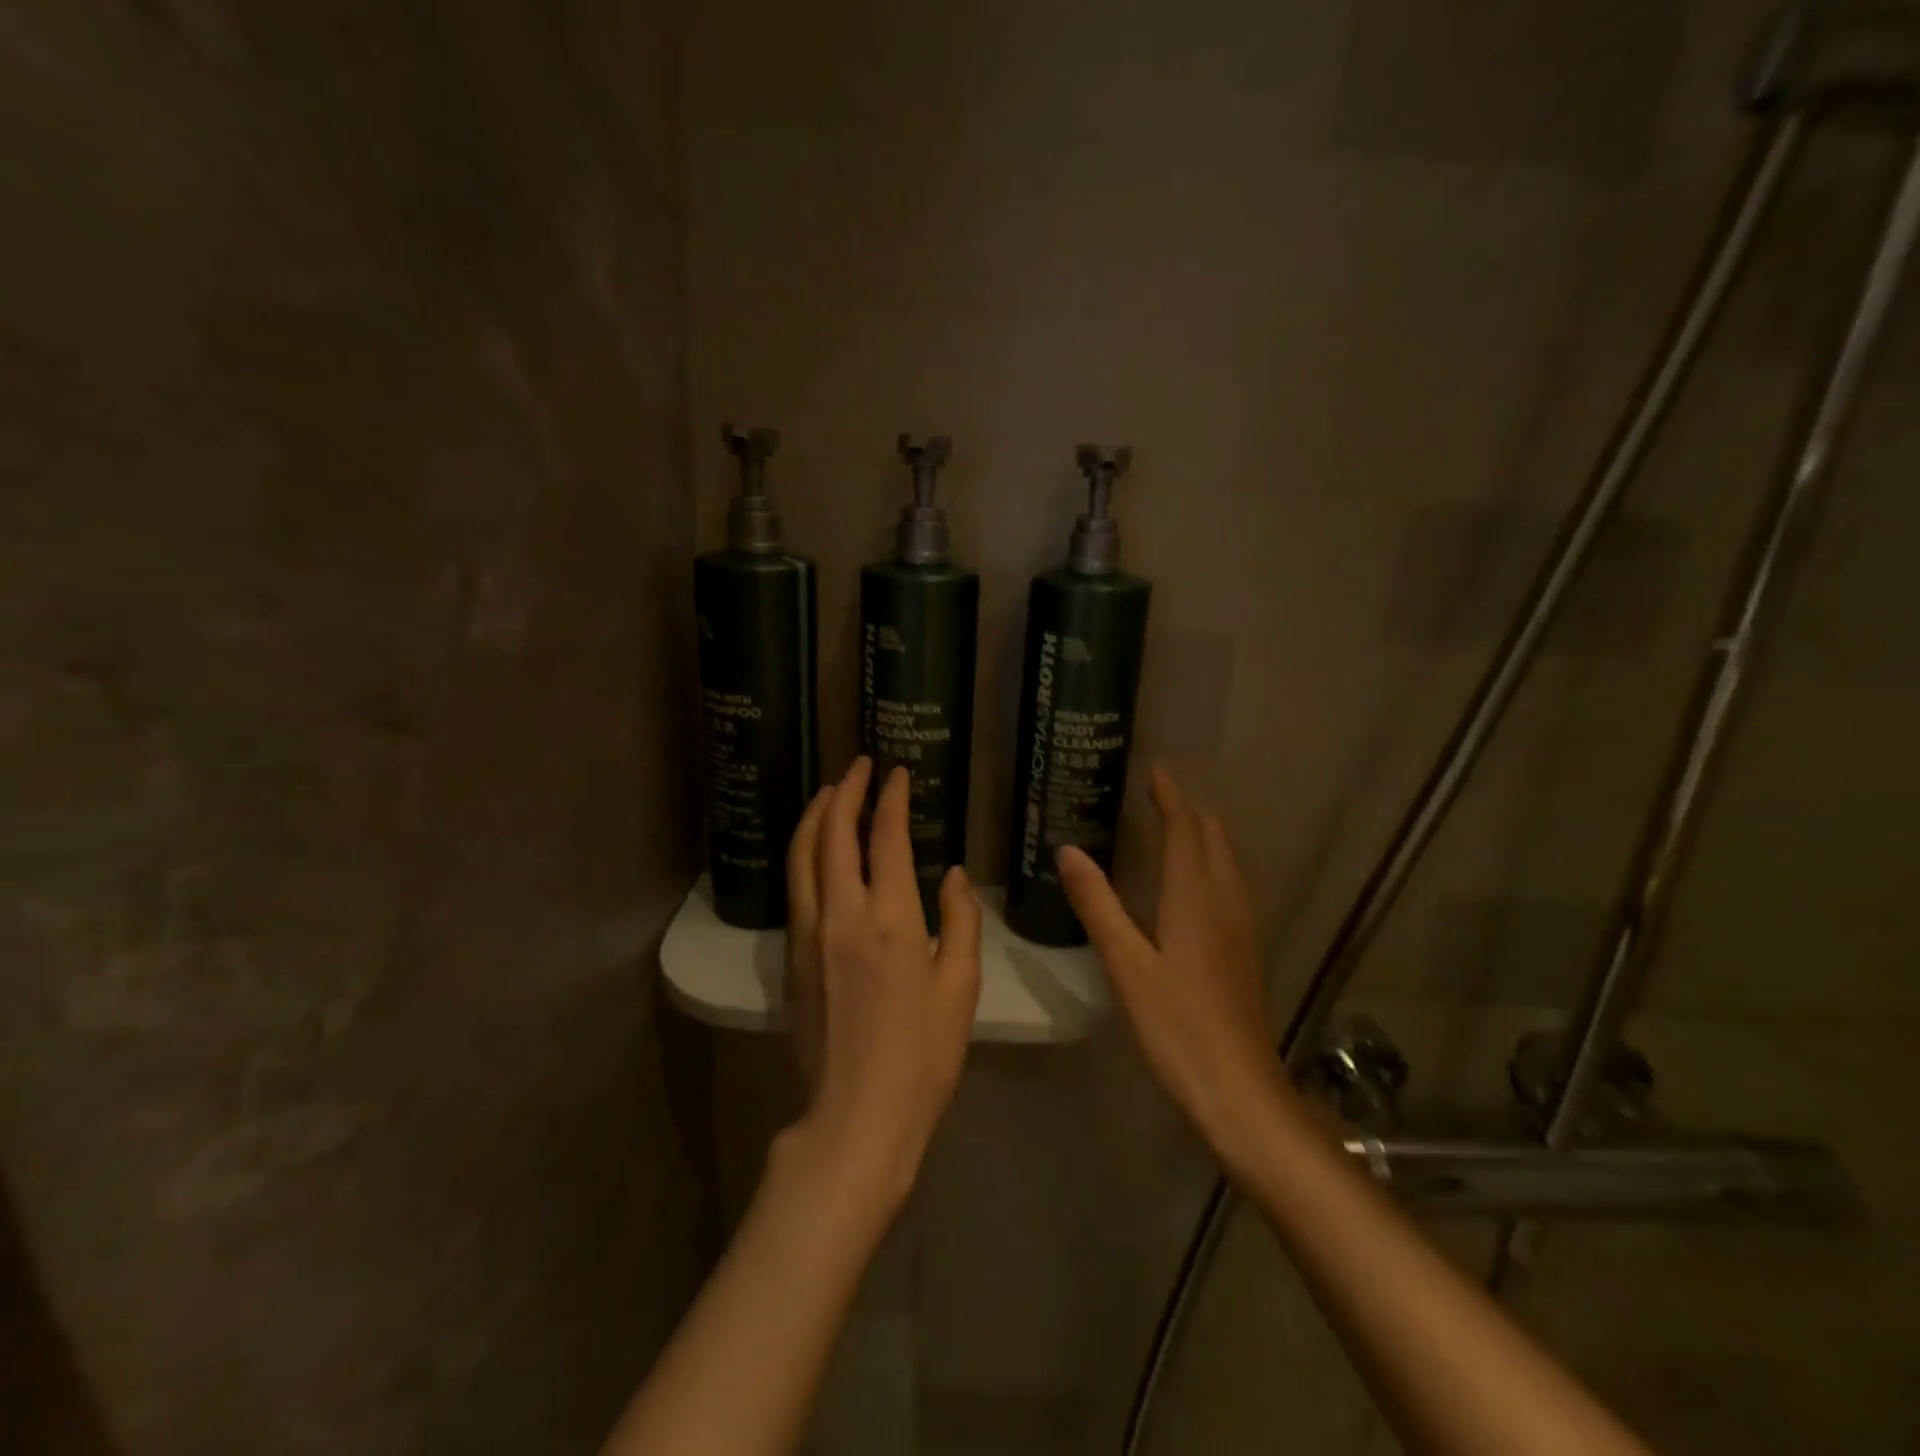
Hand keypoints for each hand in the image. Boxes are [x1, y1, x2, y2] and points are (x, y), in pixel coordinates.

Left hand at [783, 758, 981, 1208]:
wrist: (858, 1115)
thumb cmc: (923, 1054)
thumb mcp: (960, 987)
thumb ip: (960, 922)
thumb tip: (953, 875)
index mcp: (890, 919)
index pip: (885, 838)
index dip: (890, 799)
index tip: (896, 773)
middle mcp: (841, 914)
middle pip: (832, 834)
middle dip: (845, 792)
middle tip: (859, 766)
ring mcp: (808, 935)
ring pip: (802, 856)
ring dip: (815, 815)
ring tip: (830, 792)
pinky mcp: (791, 957)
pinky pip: (796, 887)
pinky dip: (804, 852)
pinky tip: (816, 849)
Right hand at [1057, 766, 1287, 1164]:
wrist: (1239, 1089)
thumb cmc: (1176, 1024)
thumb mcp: (1126, 963)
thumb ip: (1097, 903)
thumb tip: (1068, 849)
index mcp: (1195, 895)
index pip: (1185, 828)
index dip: (1170, 797)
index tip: (1155, 771)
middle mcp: (1224, 900)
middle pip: (1213, 838)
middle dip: (1189, 811)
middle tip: (1158, 795)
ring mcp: (1240, 926)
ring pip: (1226, 861)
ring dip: (1203, 836)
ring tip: (1175, 827)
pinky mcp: (1244, 950)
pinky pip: (1229, 885)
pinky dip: (1210, 864)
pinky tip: (1194, 885)